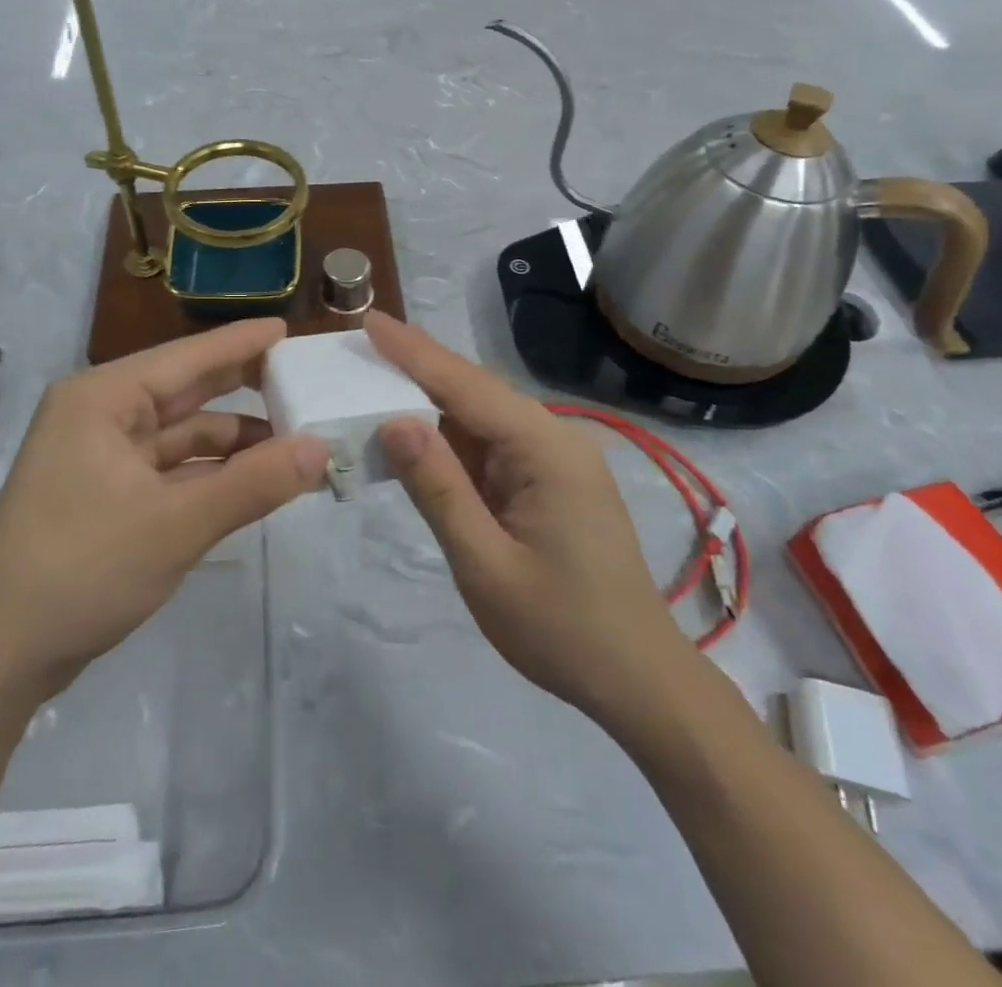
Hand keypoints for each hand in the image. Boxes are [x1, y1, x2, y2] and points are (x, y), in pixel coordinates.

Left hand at [0, 319, 327, 706]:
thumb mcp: (177, 525)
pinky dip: (212, 474)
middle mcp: (100, 416)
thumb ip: (253, 483)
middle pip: (185, 391)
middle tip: (303, 381)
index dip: (241, 343)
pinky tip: (254, 480)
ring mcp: (101, 457)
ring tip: (296, 442)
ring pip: (182, 436)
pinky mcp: (107, 495)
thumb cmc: (82, 570)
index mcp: (102, 399)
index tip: (288, 329)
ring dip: (235, 443)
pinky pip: (171, 470)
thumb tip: (321, 448)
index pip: (186, 358)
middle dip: (243, 389)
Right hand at [366, 313, 690, 721]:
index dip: (414, 353)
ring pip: (483, 418)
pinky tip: (418, 438)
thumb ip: (439, 488)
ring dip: (432, 405)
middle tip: (363, 345)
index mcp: (546, 449)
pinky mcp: (552, 481)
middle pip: (476, 391)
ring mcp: (557, 459)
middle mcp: (555, 439)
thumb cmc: (560, 628)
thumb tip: (395, 422)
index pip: (467, 386)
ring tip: (376, 383)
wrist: (638, 680)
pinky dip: (452, 441)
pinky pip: (494, 447)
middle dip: (418, 368)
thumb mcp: (485, 563)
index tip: (370, 321)